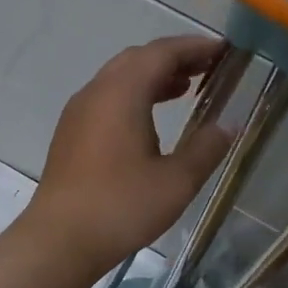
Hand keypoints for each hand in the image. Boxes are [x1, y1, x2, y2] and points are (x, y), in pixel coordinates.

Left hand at [21, 36, 231, 273]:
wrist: (59, 240)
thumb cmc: (121, 207)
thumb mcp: (176, 181)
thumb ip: (206, 148)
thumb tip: (228, 125)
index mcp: (121, 93)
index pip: (161, 53)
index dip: (194, 47)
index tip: (224, 51)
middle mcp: (96, 92)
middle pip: (138, 59)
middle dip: (174, 58)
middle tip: (208, 68)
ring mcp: (78, 112)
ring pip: (119, 78)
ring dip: (152, 77)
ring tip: (186, 89)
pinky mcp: (71, 133)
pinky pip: (106, 98)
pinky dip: (134, 95)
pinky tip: (150, 119)